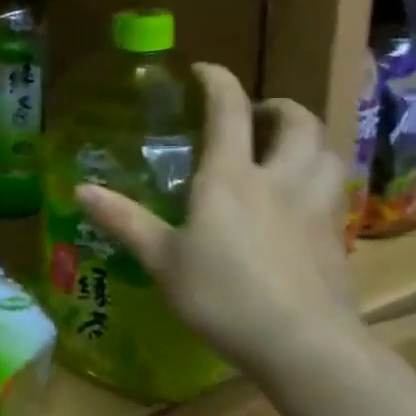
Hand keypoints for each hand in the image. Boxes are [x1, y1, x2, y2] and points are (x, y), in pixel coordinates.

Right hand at [76, 63, 358, 379]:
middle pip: (296, 122)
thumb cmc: (222, 295)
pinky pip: (335, 190)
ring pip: (326, 152)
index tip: (204, 70)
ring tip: (286, 150)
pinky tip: (302, 202)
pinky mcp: (337, 237)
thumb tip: (79, 189)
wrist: (304, 345)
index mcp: (230, 177)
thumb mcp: (162, 259)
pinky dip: (320, 179)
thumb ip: (123, 220)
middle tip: (257, 115)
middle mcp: (278, 180)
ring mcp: (315, 207)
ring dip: (308, 139)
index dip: (218, 81)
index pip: (228, 110)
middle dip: (277, 106)